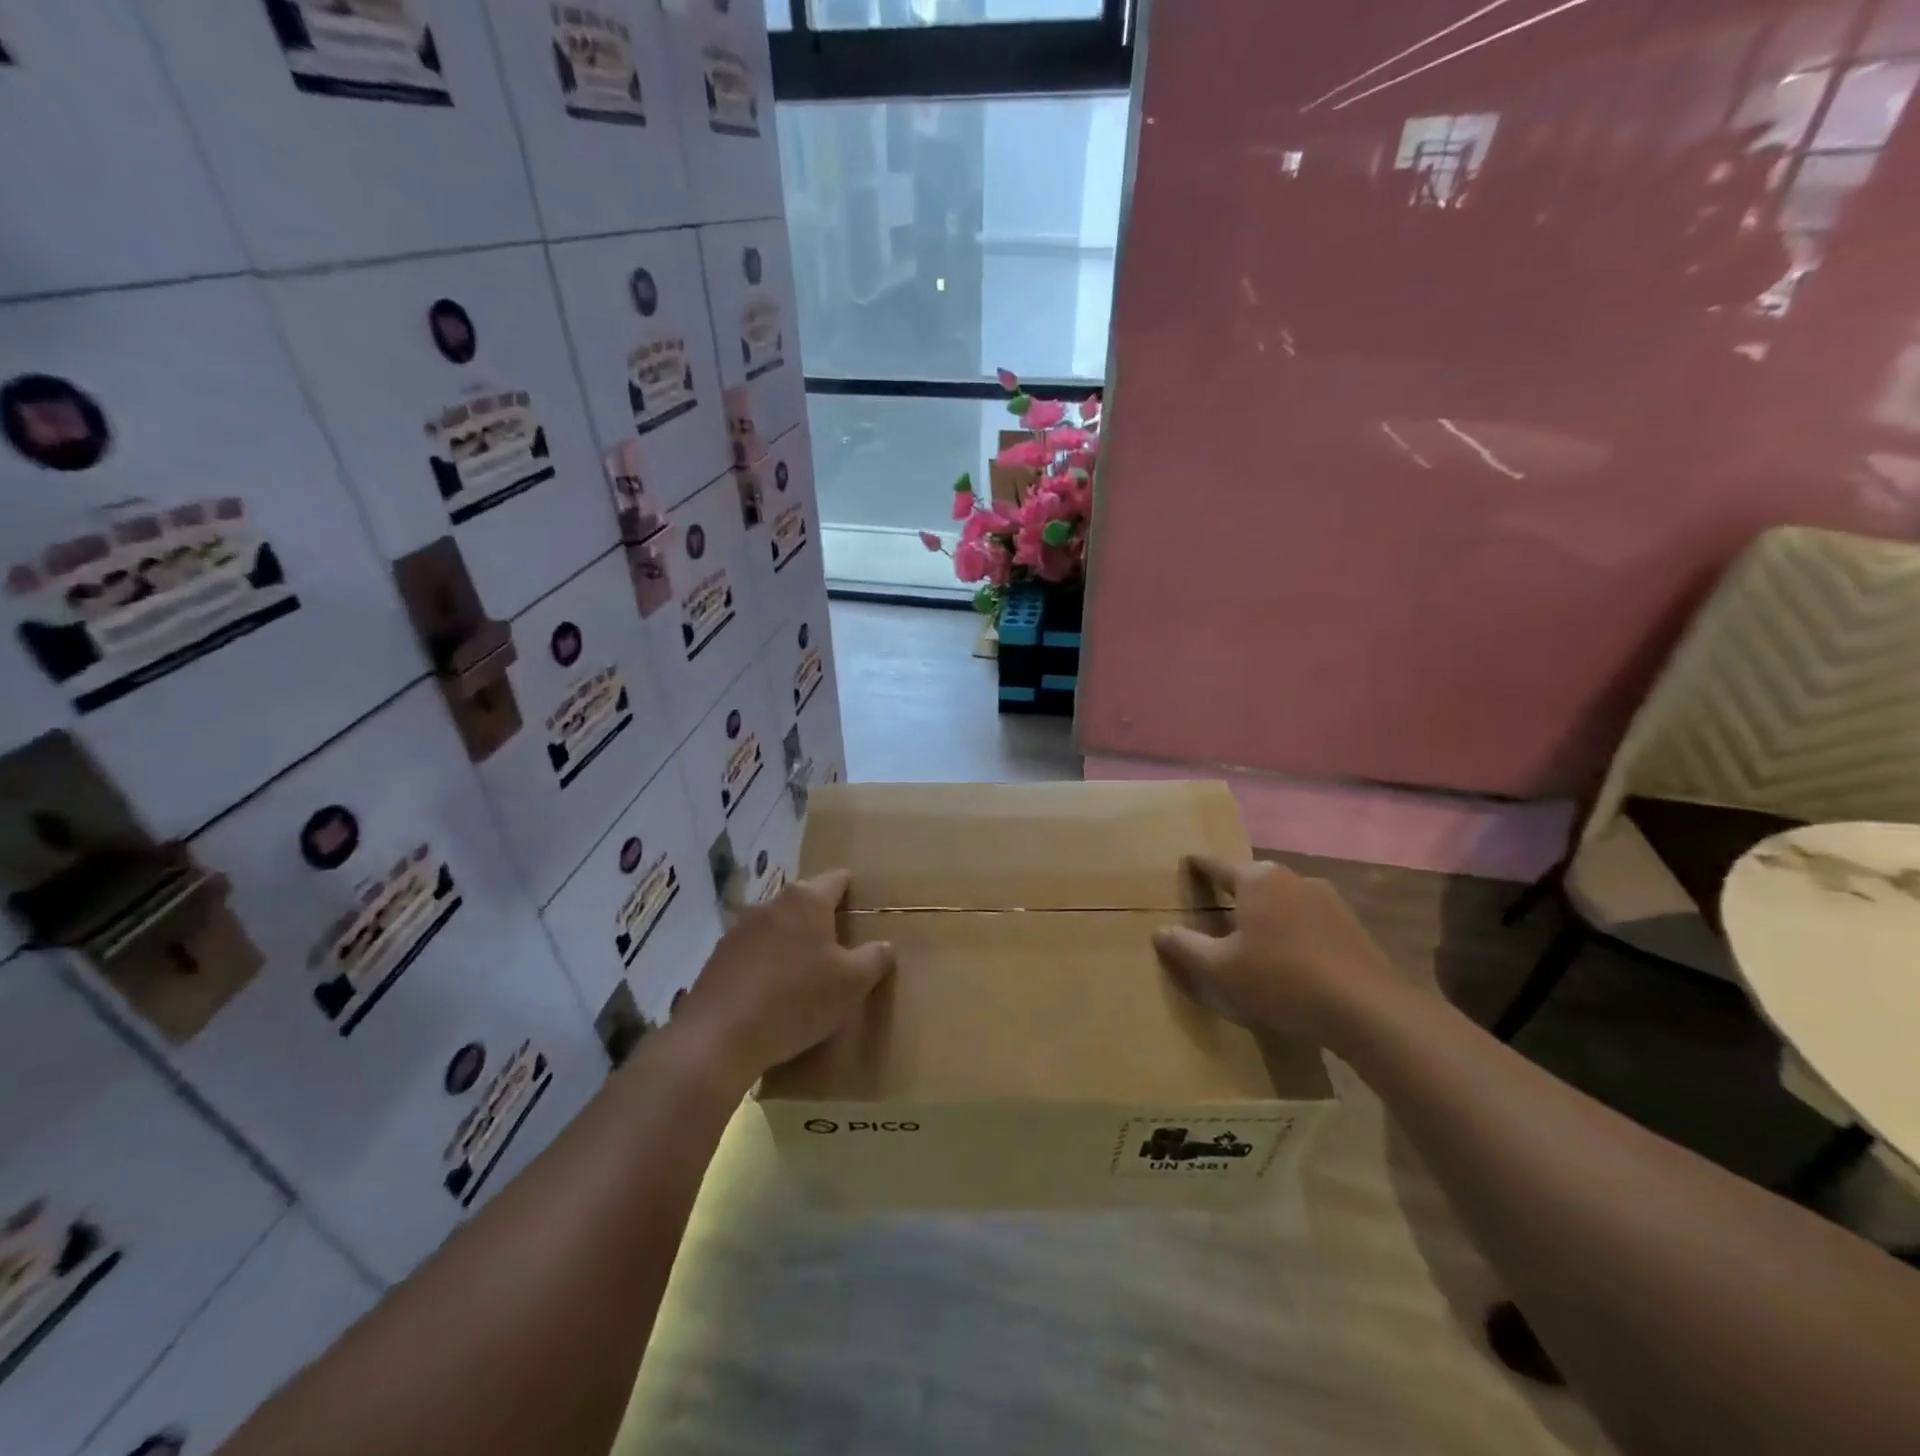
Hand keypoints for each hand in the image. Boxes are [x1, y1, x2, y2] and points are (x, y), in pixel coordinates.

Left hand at [672, 868, 893, 1086]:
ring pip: (777, 927)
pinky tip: (772, 996)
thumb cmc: (796, 1000)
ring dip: (792, 944)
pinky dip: (766, 965)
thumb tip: (884, 946)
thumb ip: (874, 958)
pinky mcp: (717, 957)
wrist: (718, 1038)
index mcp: (807, 900)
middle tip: (840, 952)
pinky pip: (753, 953)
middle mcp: (771, 904)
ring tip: (805, 977)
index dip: (852, 892)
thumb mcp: (852, 984)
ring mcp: (739, 929)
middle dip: (822, 921)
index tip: (862, 913)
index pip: (837, 879)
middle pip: (805, 903)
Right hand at [1152, 856, 1396, 1046]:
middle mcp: (1291, 878)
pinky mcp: (1351, 925)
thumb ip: (1186, 947)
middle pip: (1253, 880)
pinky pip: (1308, 919)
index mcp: (1257, 879)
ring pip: (1283, 899)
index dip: (1199, 865)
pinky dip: (1293, 930)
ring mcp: (1327, 899)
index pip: (1217, 865)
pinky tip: (1291, 957)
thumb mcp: (1221, 969)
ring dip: (1267, 913)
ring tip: (1255, 937)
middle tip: (1217, 907)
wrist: (1367, 1010)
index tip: (1187, 861)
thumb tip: (1159, 932)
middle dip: (1235, 891)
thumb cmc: (1281, 979)